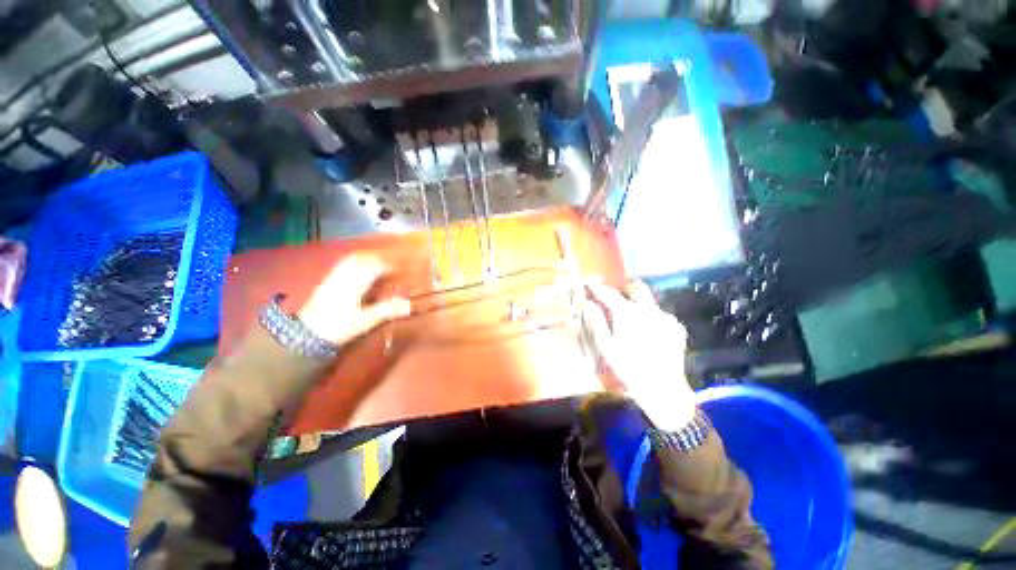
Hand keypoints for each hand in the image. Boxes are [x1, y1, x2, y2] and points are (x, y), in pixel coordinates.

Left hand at [298, 255, 411, 346]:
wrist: (304, 334)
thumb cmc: (338, 327)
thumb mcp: (365, 321)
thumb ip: (387, 310)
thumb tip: (410, 305)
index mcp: (354, 281)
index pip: (375, 266)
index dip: (390, 267)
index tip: (401, 272)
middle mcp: (344, 274)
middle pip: (363, 258)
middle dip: (379, 261)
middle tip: (391, 270)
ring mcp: (333, 277)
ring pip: (352, 260)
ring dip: (367, 261)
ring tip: (378, 270)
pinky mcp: (327, 282)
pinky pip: (343, 266)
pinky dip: (356, 265)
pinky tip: (361, 275)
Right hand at [582, 281, 695, 430]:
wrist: (663, 389)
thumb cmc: (628, 368)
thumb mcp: (606, 346)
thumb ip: (596, 321)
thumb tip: (588, 304)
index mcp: (628, 314)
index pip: (609, 293)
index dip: (598, 288)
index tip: (589, 285)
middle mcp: (649, 310)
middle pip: (636, 288)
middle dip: (624, 289)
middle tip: (615, 298)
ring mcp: (666, 317)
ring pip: (650, 301)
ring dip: (639, 304)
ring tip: (632, 320)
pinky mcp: (677, 327)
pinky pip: (661, 315)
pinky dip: (652, 318)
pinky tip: (649, 333)